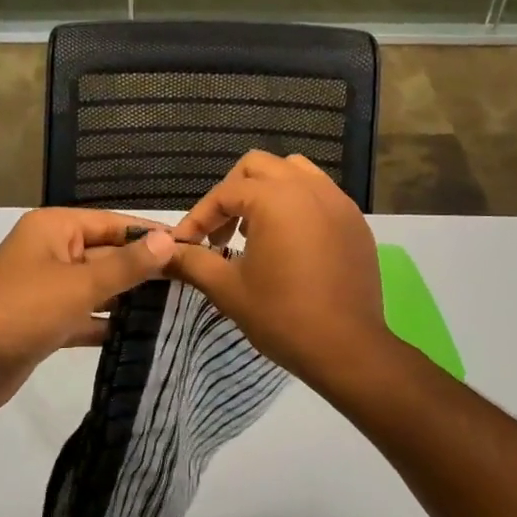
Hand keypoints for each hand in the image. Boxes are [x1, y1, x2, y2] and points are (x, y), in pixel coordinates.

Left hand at [0, 209, 176, 414]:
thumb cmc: (23, 311)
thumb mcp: (80, 284)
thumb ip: (127, 265)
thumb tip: (168, 240)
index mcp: (54, 228)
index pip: (112, 223)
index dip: (149, 234)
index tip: (190, 247)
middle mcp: (51, 251)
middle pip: (106, 253)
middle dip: (142, 268)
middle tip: (191, 281)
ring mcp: (46, 287)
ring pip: (96, 286)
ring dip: (128, 297)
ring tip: (176, 306)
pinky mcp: (45, 321)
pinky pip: (84, 314)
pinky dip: (106, 322)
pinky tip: (141, 333)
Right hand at [169, 152, 397, 393]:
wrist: (347, 349)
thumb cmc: (281, 316)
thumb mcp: (227, 288)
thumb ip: (191, 262)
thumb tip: (160, 252)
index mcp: (275, 199)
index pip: (224, 193)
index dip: (198, 218)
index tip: (185, 245)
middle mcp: (308, 188)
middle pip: (258, 167)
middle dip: (232, 193)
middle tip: (220, 231)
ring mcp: (338, 202)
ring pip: (294, 172)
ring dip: (267, 191)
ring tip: (255, 229)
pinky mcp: (355, 222)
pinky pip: (320, 194)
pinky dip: (297, 204)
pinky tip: (289, 242)